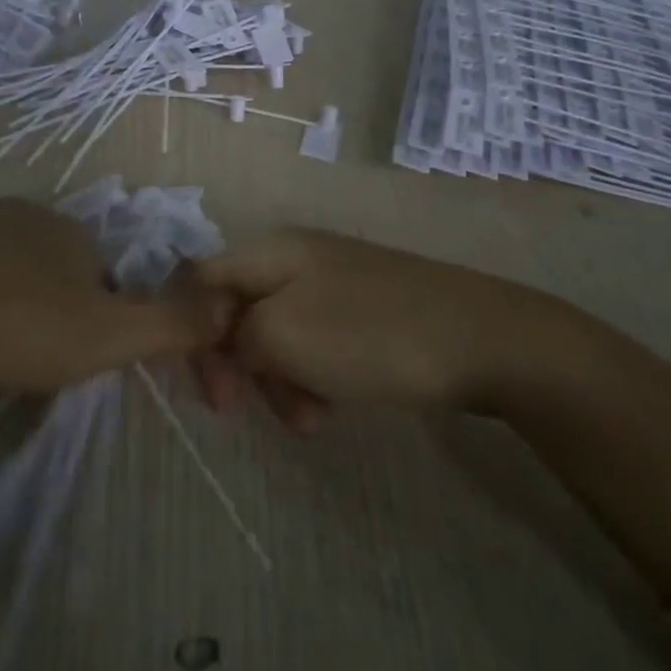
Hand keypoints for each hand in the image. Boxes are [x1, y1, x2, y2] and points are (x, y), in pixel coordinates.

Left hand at [0, 199, 221, 397]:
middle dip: (42, 304)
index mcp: (69, 229)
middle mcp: (18, 210)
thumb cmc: (12, 327)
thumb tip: (227, 305)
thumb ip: (172, 323)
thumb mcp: (107, 336)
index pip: (99, 272)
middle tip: (19, 357)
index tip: (66, 357)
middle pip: (46, 263)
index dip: (92, 315)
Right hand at [191, 229, 544, 424]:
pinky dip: (310, 378)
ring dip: (276, 381)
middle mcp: (297, 259)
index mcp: (272, 251)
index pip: (200, 280)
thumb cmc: (370, 334)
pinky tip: (329, 408)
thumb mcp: (284, 334)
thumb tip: (222, 341)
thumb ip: (232, 335)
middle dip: (237, 364)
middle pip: (236, 311)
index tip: (209, 386)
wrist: (480, 340)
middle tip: (244, 410)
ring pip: (275, 335)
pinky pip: (313, 345)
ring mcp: (333, 284)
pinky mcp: (361, 312)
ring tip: (306, 419)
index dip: (190, 331)